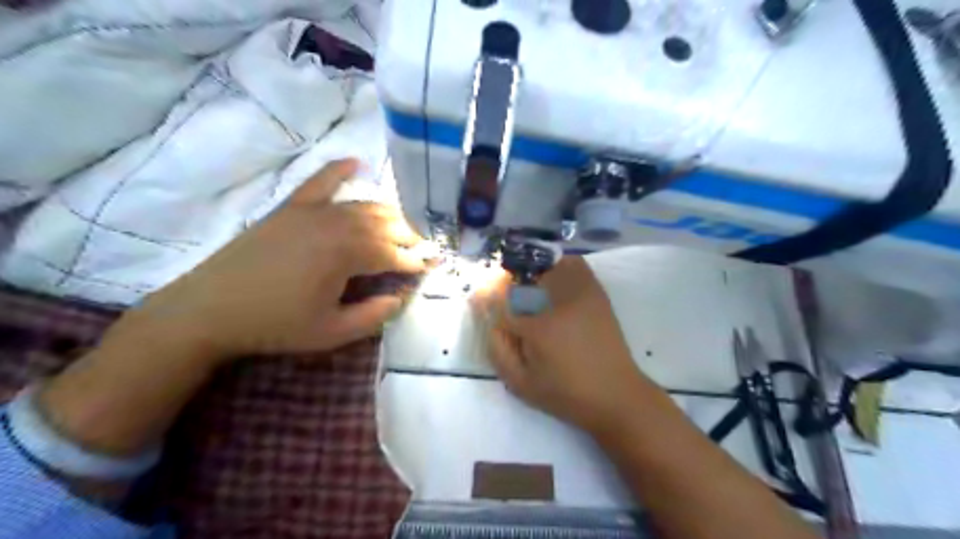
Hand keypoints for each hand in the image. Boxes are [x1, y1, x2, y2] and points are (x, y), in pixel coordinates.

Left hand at [109, 159, 423, 362]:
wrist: (209, 309)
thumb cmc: (275, 324)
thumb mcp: (332, 332)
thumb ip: (374, 316)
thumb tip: (402, 297)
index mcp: (347, 254)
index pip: (395, 254)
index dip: (417, 261)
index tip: (433, 266)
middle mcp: (336, 223)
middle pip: (385, 223)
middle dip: (409, 236)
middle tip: (421, 250)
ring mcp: (312, 210)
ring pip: (363, 205)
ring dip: (388, 214)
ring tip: (401, 227)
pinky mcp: (291, 207)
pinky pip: (320, 181)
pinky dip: (339, 170)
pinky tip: (356, 162)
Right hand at [472, 257, 652, 437]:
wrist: (616, 395)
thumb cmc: (566, 394)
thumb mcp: (521, 384)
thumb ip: (498, 351)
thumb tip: (490, 322)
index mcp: (538, 327)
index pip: (501, 299)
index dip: (485, 296)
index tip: (477, 298)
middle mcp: (559, 302)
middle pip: (523, 275)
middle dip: (506, 281)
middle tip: (503, 294)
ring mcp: (581, 294)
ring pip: (547, 264)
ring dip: (531, 271)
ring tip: (527, 288)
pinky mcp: (596, 293)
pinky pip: (574, 265)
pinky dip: (559, 265)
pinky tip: (552, 280)